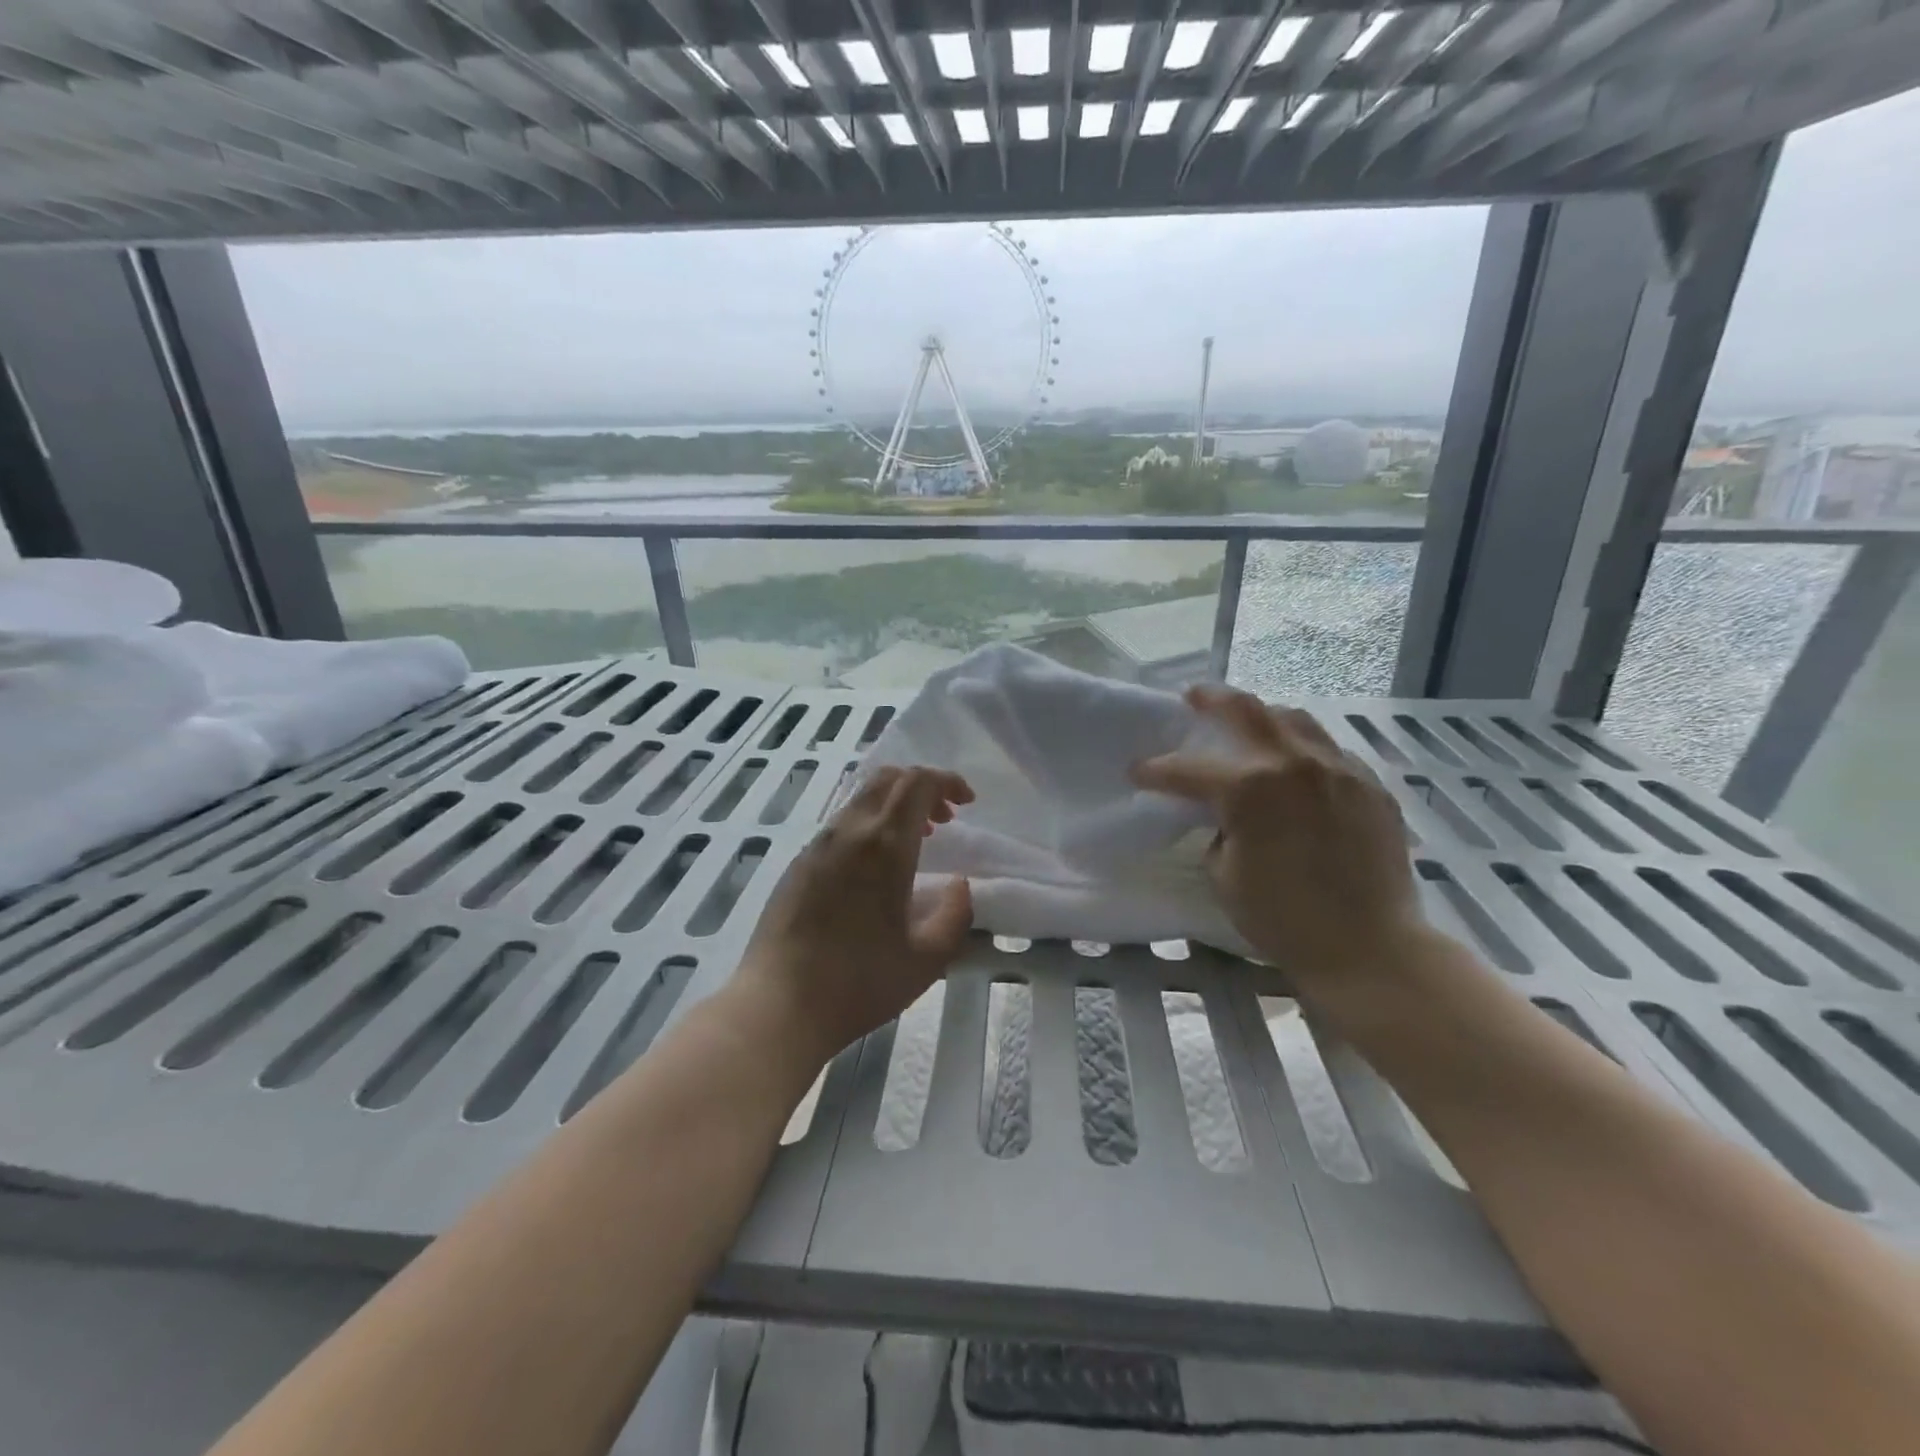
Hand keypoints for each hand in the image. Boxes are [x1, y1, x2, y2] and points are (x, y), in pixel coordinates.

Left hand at [731, 765, 974, 1065]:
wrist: (778, 1006)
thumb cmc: (859, 983)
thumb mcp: (927, 959)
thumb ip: (955, 915)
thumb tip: (959, 885)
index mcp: (884, 846)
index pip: (917, 783)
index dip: (947, 781)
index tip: (967, 802)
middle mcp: (848, 832)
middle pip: (887, 779)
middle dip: (922, 787)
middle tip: (944, 820)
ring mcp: (817, 845)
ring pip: (861, 798)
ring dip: (895, 806)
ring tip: (916, 843)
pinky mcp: (798, 864)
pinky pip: (842, 823)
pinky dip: (870, 824)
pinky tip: (876, 867)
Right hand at [1132, 686, 1424, 987]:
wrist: (1370, 949)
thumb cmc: (1283, 920)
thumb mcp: (1224, 875)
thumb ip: (1218, 829)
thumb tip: (1226, 815)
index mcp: (1250, 789)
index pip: (1188, 769)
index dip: (1155, 770)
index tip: (1137, 771)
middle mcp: (1295, 764)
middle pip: (1246, 710)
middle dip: (1211, 699)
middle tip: (1193, 697)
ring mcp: (1339, 769)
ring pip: (1294, 719)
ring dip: (1262, 716)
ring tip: (1248, 723)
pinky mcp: (1371, 785)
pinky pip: (1329, 749)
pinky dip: (1302, 747)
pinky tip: (1295, 765)